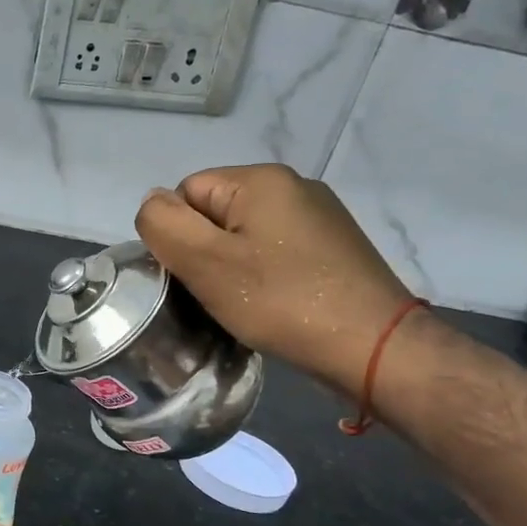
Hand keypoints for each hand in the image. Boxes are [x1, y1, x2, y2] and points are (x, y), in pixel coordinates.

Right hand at [136, 164, 416, 394]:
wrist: (373, 346)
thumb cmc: (280, 300)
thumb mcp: (205, 262)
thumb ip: (164, 224)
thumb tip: (153, 203)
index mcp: (260, 179)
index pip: (186, 193)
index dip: (178, 236)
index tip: (194, 275)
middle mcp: (293, 185)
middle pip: (215, 212)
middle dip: (206, 252)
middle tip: (216, 293)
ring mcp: (319, 216)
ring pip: (244, 235)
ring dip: (233, 267)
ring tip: (244, 303)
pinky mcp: (334, 247)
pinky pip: (275, 251)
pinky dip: (264, 275)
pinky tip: (273, 303)